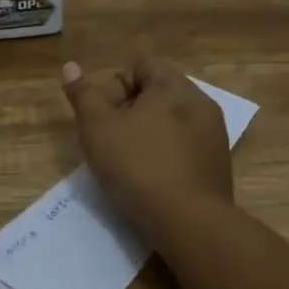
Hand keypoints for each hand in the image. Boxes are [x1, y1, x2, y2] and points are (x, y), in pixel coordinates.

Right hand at [63, 55, 232, 230]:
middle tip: (111, 140)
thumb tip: (71, 66)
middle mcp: (200, 103)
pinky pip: (186, 148)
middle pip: (157, 92)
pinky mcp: (218, 166)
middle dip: (130, 110)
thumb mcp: (97, 127)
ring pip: (172, 122)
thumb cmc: (138, 165)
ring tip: (129, 163)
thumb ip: (83, 94)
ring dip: (149, 134)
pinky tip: (152, 180)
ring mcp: (214, 135)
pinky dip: (167, 156)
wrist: (189, 222)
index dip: (115, 86)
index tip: (103, 117)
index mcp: (173, 86)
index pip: (141, 65)